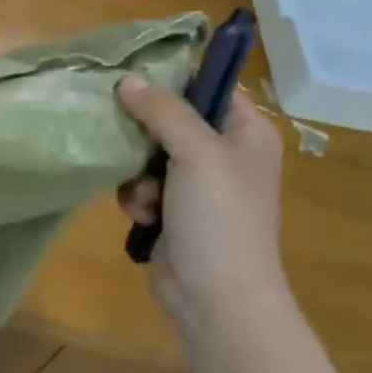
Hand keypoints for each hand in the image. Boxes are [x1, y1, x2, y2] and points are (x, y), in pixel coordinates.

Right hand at [116, 75, 289, 336]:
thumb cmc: (219, 217)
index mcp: (246, 132)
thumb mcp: (196, 153)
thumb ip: (163, 112)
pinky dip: (138, 199)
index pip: (209, 87)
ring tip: (144, 196)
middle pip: (171, 121)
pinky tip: (142, 216)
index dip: (173, 82)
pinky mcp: (174, 212)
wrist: (215, 294)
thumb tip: (128, 78)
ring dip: (137, 174)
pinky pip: (143, 187)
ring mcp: (198, 186)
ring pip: (148, 155)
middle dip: (144, 136)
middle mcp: (224, 154)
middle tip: (125, 138)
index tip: (133, 81)